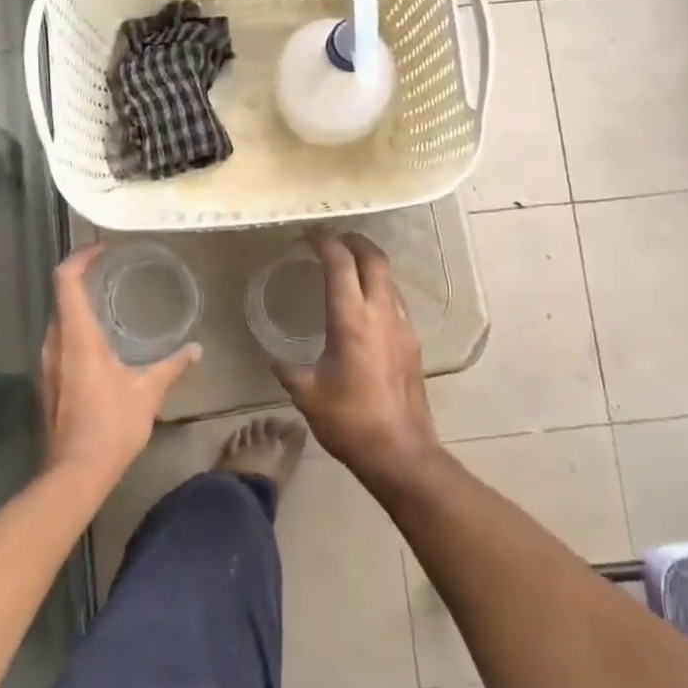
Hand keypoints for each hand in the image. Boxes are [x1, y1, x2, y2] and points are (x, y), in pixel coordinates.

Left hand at [39, 244, 200, 486]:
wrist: (74, 474)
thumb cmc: (111, 426)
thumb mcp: (148, 392)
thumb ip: (171, 366)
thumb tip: (196, 350)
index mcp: (77, 337)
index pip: (66, 281)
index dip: (79, 257)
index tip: (101, 249)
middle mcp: (55, 344)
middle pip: (60, 298)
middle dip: (82, 280)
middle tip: (111, 274)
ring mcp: (46, 365)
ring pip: (58, 323)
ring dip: (78, 308)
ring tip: (109, 305)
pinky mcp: (47, 384)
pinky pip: (59, 344)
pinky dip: (76, 332)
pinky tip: (101, 345)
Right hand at [270, 230, 439, 491]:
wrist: (401, 452)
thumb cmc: (349, 421)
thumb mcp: (307, 394)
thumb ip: (287, 369)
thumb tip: (274, 358)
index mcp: (352, 320)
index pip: (340, 263)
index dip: (324, 242)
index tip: (308, 235)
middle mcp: (381, 314)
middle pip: (374, 258)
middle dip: (354, 240)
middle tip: (333, 237)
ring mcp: (402, 327)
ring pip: (389, 278)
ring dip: (369, 262)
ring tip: (347, 264)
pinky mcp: (413, 342)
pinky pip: (396, 300)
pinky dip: (379, 287)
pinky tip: (364, 303)